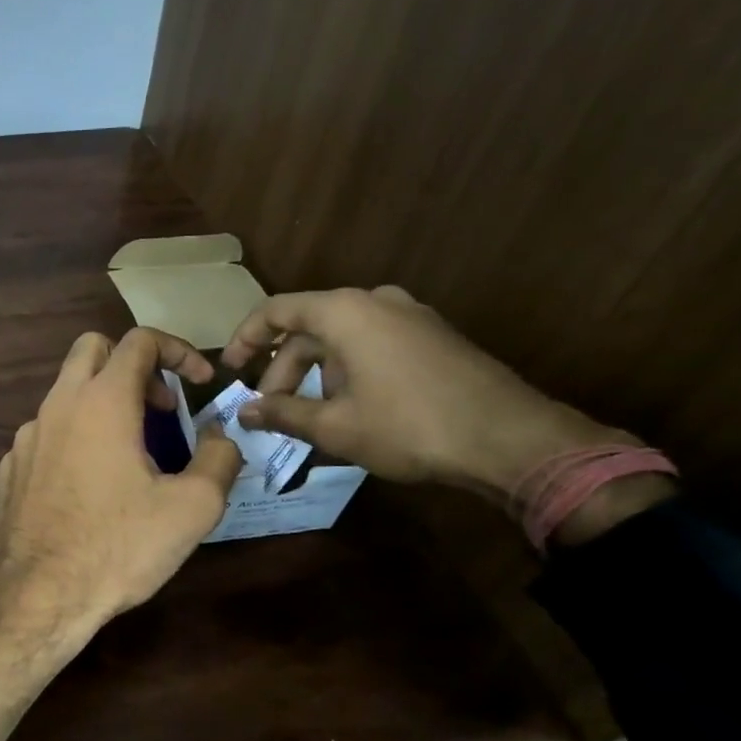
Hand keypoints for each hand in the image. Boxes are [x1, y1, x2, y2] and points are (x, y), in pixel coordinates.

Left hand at [0, 328, 242, 651]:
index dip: (179, 351)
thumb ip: (219, 459)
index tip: (200, 383)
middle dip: (133, 364)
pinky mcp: (11, 466)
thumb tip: (219, 438)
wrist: (38, 595)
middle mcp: (58, 405)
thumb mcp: (192, 508)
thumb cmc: (119, 546)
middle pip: (93, 348)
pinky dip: (75, 436)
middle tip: (160, 408)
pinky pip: (47, 432)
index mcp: (102, 401)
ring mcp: (27, 435)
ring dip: (103, 403)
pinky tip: (90, 484)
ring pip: (66, 392)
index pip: (140, 340)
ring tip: (132, 452)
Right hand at [220, 286, 630, 499]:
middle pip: (309, 326)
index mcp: (345, 311)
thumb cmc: (408, 426)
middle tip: (269, 409)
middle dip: (282, 368)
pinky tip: (350, 407)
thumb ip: (282, 413)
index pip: (277, 310)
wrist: (510, 439)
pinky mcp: (433, 336)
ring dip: (315, 372)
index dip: (246, 338)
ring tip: (309, 414)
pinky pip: (372, 343)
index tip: (230, 369)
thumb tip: (244, 412)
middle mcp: (376, 301)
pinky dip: (347, 369)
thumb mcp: (335, 426)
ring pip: (342, 337)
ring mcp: (410, 316)